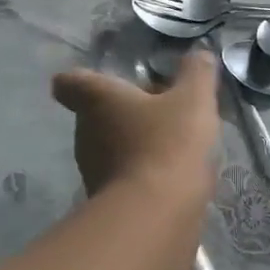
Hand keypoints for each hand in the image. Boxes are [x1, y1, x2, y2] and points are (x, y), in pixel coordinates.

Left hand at [51, 49, 220, 208]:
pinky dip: (142, 172)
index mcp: (97, 99)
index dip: (82, 79)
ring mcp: (92, 168)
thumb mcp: (194, 99)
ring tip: (174, 144)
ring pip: (110, 145)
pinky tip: (173, 176)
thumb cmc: (169, 143)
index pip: (70, 82)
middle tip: (164, 110)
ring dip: (135, 142)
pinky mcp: (105, 200)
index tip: (105, 81)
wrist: (156, 215)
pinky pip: (122, 175)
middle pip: (97, 113)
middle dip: (126, 110)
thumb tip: (200, 54)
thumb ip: (198, 72)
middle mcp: (85, 132)